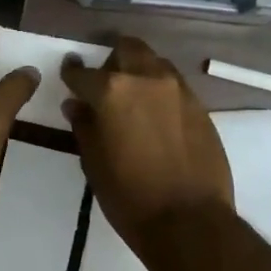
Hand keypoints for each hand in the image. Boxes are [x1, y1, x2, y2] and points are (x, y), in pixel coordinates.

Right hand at [61, 36, 230, 246]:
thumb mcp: (94, 163)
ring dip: (139, 71)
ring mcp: (178, 90)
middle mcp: (146, 79)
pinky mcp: (200, 106)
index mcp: (112, 91)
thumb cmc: (130, 196)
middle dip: (112, 59)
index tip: (69, 73)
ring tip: (132, 96)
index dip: (72, 72)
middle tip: (104, 80)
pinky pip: (174, 85)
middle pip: (127, 49)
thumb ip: (84, 126)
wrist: (190, 220)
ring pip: (154, 63)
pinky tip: (155, 115)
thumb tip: (76, 105)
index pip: (83, 72)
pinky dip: (159, 90)